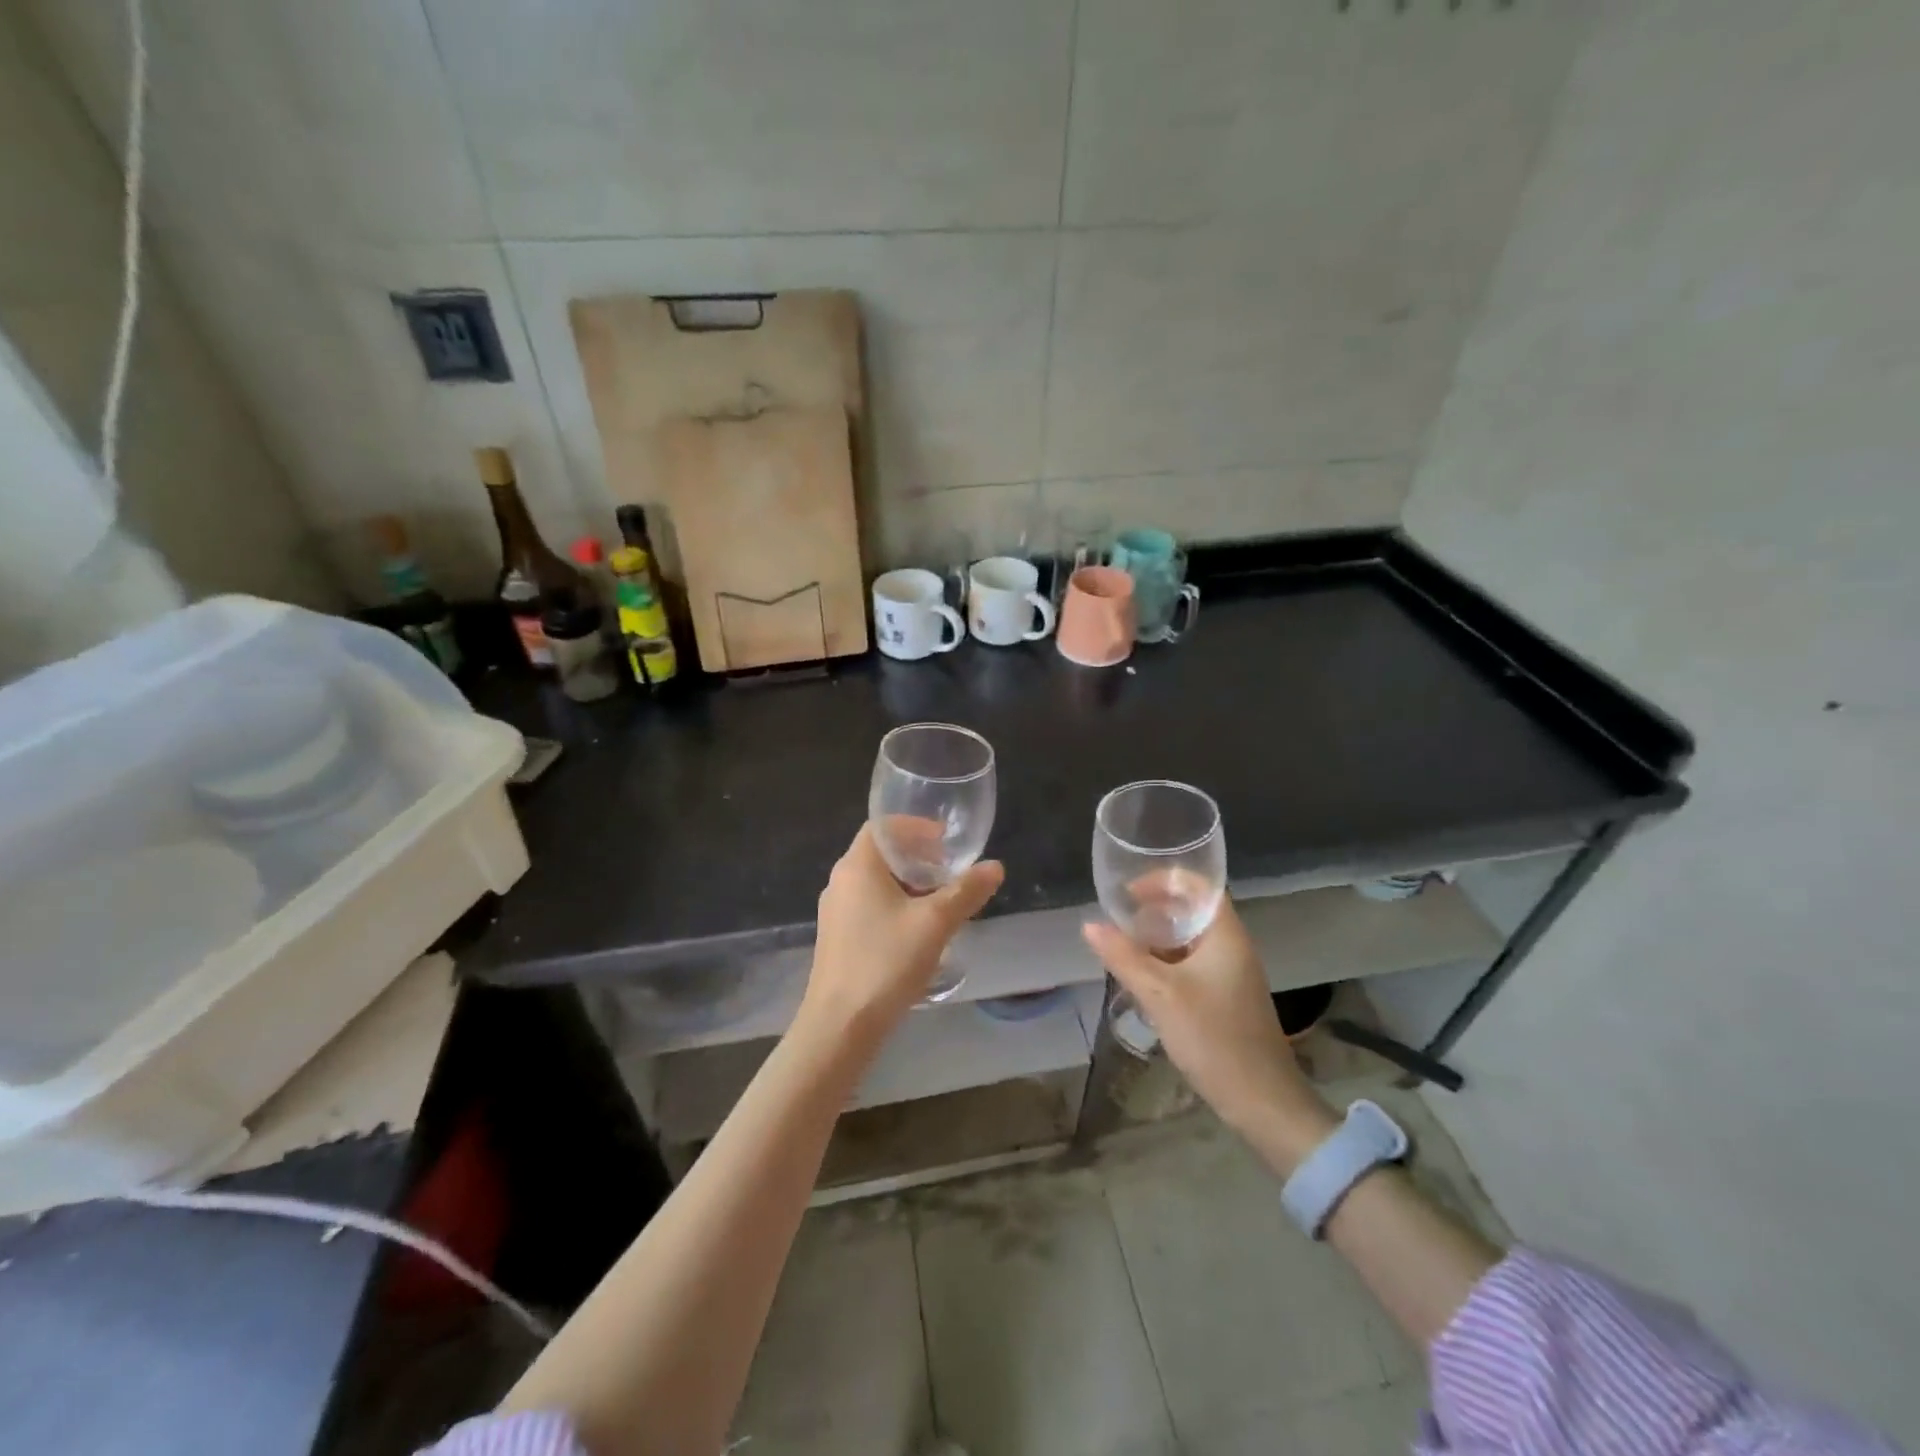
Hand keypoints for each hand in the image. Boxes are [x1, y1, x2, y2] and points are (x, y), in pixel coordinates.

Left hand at [801, 825, 1003, 1039]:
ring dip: (908, 884)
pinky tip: (919, 930)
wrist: (840, 1026)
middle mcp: (841, 881)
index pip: (883, 826)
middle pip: (881, 853)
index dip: (916, 827)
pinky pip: (869, 906)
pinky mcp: (838, 938)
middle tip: (950, 870)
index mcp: (858, 866)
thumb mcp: (935, 923)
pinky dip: (895, 905)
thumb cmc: (886, 962)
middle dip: (917, 857)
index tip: (946, 840)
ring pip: (876, 882)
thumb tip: (995, 867)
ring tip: (941, 900)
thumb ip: (966, 891)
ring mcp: (836, 912)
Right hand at [1083, 898, 1331, 1150]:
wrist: (1262, 1101)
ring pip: (1189, 941)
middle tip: (1119, 921)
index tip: (1129, 893)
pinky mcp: (1226, 998)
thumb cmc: (1213, 1037)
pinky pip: (1192, 966)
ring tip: (1123, 948)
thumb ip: (1123, 956)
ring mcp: (1232, 974)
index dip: (1163, 880)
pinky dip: (1166, 964)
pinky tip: (1142, 980)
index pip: (1199, 885)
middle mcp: (1232, 947)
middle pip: (1192, 911)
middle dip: (1154, 911)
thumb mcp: (1159, 994)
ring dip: (1157, 940)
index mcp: (1225, 935)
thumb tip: (1089, 925)